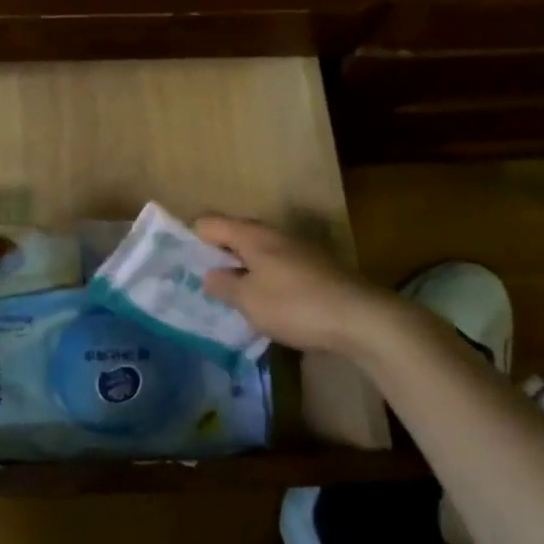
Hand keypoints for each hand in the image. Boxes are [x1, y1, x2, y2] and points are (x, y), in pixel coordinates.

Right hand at [195, 215, 403, 356]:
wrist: (362, 320)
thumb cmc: (295, 305)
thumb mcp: (248, 300)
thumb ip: (224, 285)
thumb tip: (210, 274)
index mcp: (252, 235)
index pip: (209, 223)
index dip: (191, 239)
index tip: (181, 263)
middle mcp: (274, 234)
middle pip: (235, 235)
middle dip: (218, 255)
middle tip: (202, 282)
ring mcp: (299, 250)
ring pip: (258, 253)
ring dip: (243, 270)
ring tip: (231, 296)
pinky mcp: (317, 269)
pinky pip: (278, 268)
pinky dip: (266, 280)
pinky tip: (265, 304)